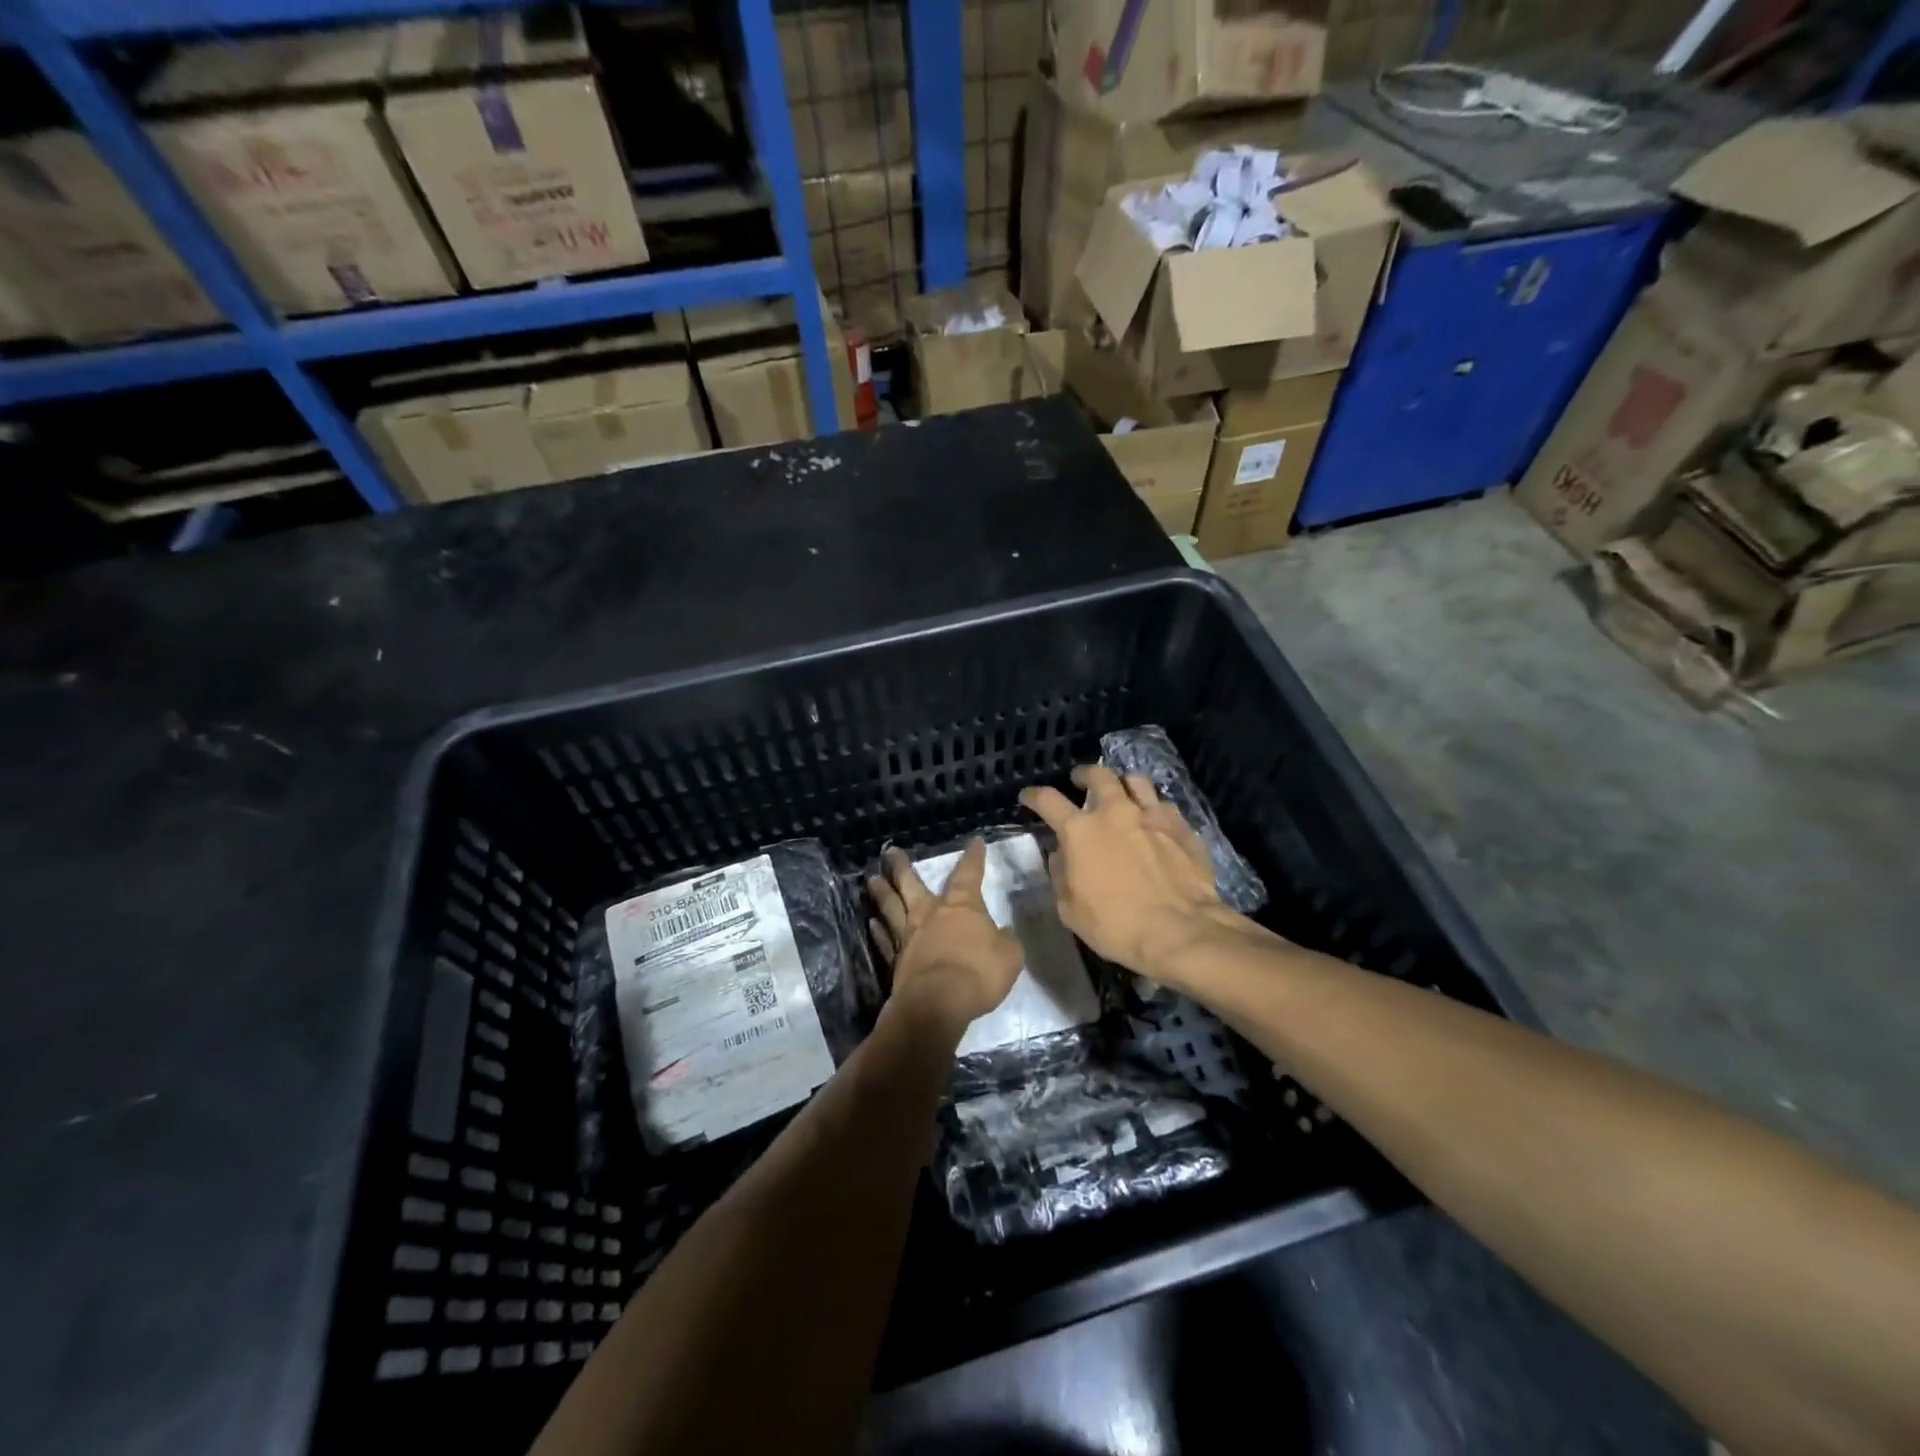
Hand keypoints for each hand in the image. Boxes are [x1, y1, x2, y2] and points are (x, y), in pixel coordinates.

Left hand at [868, 840, 1021, 1036]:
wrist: (938, 1002)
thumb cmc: (978, 973)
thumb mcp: (1009, 956)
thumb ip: (1004, 941)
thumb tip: (1002, 933)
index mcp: (962, 906)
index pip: (969, 874)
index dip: (973, 858)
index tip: (974, 842)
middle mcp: (931, 913)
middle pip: (912, 884)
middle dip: (902, 867)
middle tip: (890, 853)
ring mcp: (909, 936)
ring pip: (891, 907)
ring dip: (881, 892)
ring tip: (872, 879)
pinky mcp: (895, 959)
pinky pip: (885, 940)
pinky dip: (877, 930)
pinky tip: (871, 922)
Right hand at [1020, 764, 1251, 984]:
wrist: (1180, 932)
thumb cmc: (1117, 926)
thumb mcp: (1070, 910)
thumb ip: (1061, 876)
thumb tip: (1061, 855)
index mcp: (1080, 831)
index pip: (1048, 800)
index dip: (1034, 796)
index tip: (1028, 797)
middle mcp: (1115, 812)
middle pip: (1098, 775)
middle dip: (1084, 774)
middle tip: (1080, 781)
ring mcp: (1152, 815)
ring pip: (1135, 780)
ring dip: (1122, 783)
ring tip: (1121, 792)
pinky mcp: (1181, 826)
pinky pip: (1163, 804)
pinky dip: (1153, 808)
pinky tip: (1153, 822)